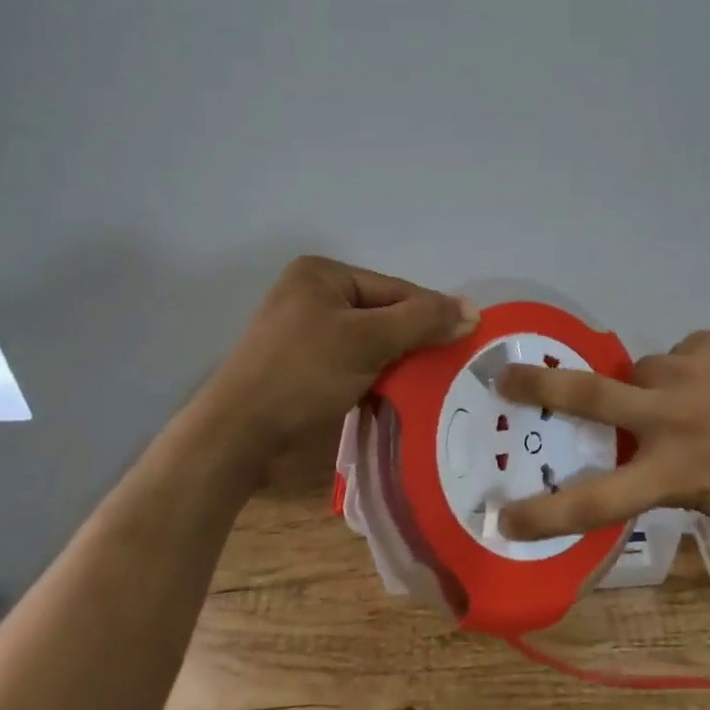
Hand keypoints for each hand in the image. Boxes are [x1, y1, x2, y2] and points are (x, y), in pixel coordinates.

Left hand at [195, 255, 477, 461]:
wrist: (235, 437)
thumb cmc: (302, 374)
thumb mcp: (369, 340)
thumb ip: (422, 321)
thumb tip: (474, 309)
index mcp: (323, 273)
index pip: (395, 289)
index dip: (429, 316)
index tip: (461, 344)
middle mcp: (311, 293)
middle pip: (383, 314)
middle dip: (411, 342)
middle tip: (444, 369)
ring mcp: (302, 330)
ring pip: (369, 341)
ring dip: (394, 363)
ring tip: (424, 386)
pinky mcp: (298, 365)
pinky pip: (350, 361)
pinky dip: (372, 376)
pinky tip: (391, 396)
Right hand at [495, 328, 709, 539]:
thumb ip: (671, 474)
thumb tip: (642, 449)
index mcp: (674, 472)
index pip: (595, 500)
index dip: (544, 512)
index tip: (503, 516)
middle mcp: (672, 414)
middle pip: (588, 394)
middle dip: (539, 387)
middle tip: (505, 375)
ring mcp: (693, 367)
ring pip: (644, 368)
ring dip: (654, 385)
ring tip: (696, 399)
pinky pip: (688, 353)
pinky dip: (697, 369)